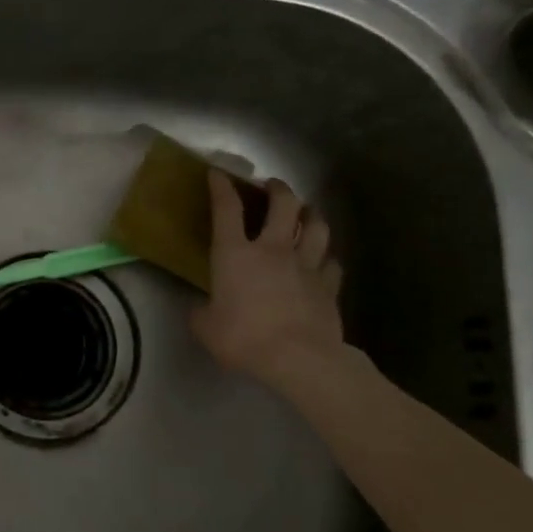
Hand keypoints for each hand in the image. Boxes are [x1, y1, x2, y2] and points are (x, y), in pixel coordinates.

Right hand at [191, 168, 344, 382]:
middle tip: (272, 186)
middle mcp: (272, 249)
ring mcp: (305, 265)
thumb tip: (200, 309)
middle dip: (277, 189)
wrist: (299, 358)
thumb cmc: (245, 338)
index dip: (221, 186)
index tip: (218, 173)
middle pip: (282, 204)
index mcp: (235, 254)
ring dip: (311, 214)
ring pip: (316, 226)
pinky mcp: (329, 286)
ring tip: (306, 212)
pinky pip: (332, 263)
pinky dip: (327, 258)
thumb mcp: (206, 328)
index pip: (227, 208)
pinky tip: (324, 261)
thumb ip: (201, 313)